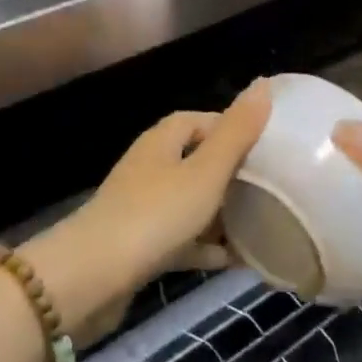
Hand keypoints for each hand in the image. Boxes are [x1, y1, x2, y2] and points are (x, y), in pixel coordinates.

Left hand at [23, 81, 270, 342]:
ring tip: (258, 224)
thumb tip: (264, 84)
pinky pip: (179, 238)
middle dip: (230, 172)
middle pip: (194, 160)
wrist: (93, 277)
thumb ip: (236, 132)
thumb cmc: (155, 215)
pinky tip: (231, 260)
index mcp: (162, 141)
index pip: (198, 120)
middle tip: (268, 187)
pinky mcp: (137, 246)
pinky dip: (204, 245)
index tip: (264, 145)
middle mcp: (149, 167)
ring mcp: (140, 207)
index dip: (229, 127)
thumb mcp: (206, 171)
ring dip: (219, 212)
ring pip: (188, 201)